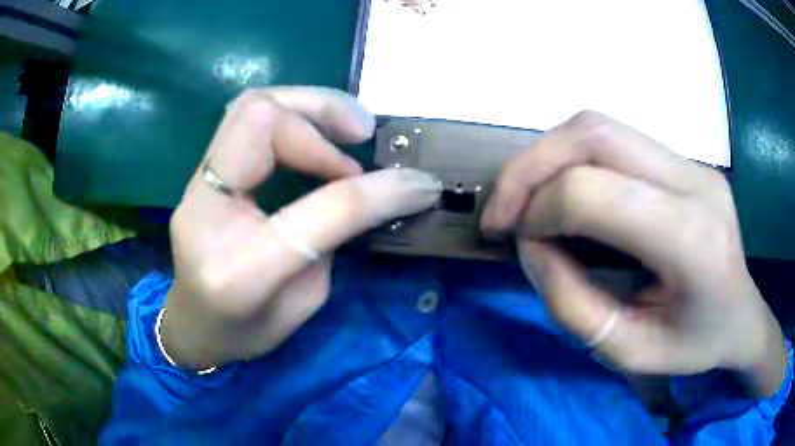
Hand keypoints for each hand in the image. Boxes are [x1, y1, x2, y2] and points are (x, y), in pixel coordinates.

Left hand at [162, 88, 441, 369]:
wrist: (193, 327)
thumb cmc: (247, 332)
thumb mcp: (305, 303)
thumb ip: (333, 238)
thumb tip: (376, 187)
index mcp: (239, 269)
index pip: (318, 208)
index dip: (376, 189)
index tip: (418, 181)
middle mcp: (204, 212)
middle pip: (259, 120)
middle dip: (322, 114)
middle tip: (364, 132)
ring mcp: (195, 186)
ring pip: (248, 106)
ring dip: (306, 106)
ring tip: (347, 127)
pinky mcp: (201, 174)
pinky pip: (244, 121)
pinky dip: (288, 116)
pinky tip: (314, 133)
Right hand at [482, 111, 787, 396]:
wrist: (742, 316)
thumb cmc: (694, 345)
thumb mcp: (629, 353)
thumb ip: (573, 304)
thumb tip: (531, 244)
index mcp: (692, 240)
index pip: (595, 192)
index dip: (540, 210)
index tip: (518, 242)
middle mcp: (694, 182)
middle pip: (594, 134)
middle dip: (530, 166)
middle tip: (501, 211)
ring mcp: (691, 162)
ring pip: (599, 126)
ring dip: (547, 157)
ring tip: (526, 201)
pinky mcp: (683, 159)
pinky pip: (614, 139)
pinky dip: (572, 159)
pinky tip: (565, 193)